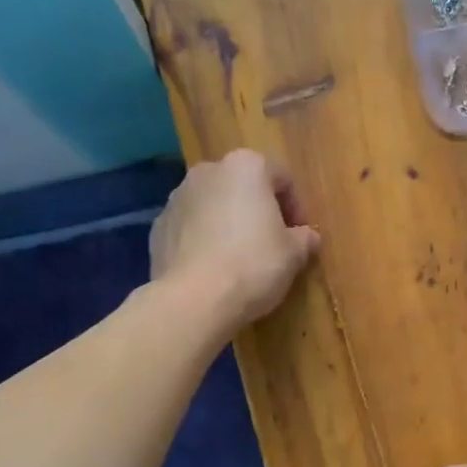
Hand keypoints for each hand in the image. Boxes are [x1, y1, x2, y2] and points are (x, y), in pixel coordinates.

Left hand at [151, 150, 320, 330]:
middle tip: (271, 244)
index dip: (296, 208)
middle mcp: (208, 172)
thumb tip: (307, 237)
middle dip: (257, 211)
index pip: (282, 178)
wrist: (194, 299)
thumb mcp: (293, 254)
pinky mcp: (158, 227)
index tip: (299, 236)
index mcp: (246, 167)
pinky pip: (190, 228)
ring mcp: (177, 198)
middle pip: (242, 187)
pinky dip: (202, 240)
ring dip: (227, 223)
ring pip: (213, 206)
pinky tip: (212, 269)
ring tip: (239, 259)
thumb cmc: (253, 265)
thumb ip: (304, 239)